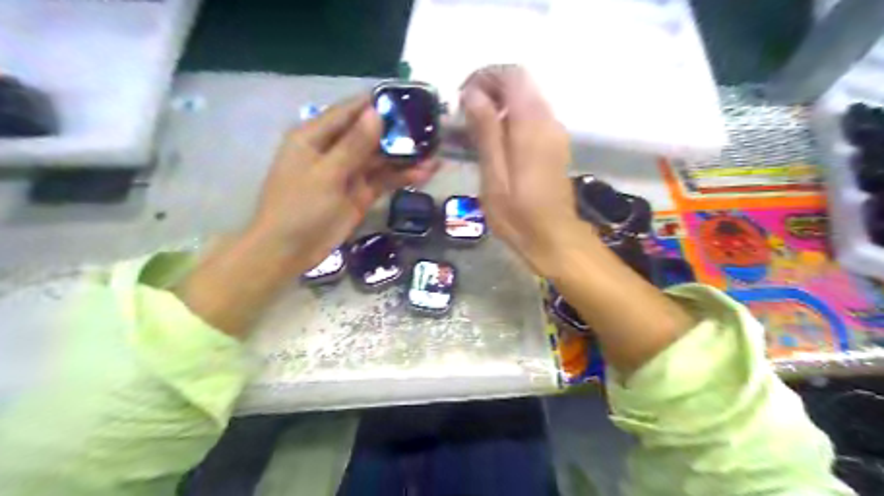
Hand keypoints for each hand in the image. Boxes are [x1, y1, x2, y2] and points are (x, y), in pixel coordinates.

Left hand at [176, 91, 439, 335]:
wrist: (289, 252)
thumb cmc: (299, 208)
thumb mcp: (326, 174)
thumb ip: (353, 145)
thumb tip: (376, 113)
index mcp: (315, 137)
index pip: (349, 112)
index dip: (376, 103)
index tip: (407, 97)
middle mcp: (334, 150)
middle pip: (370, 134)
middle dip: (398, 132)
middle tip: (431, 127)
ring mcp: (349, 173)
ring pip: (381, 159)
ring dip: (405, 156)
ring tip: (436, 151)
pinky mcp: (360, 194)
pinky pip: (384, 180)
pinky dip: (403, 177)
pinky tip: (426, 173)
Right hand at [459, 67, 585, 275]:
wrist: (555, 239)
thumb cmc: (519, 216)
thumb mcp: (494, 177)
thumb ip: (486, 132)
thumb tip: (472, 94)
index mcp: (531, 126)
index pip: (511, 75)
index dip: (483, 77)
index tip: (461, 99)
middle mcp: (548, 121)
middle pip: (519, 83)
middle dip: (487, 90)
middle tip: (463, 116)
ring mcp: (554, 132)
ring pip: (525, 99)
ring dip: (497, 105)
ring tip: (473, 131)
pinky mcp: (554, 145)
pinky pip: (531, 117)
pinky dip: (509, 119)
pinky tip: (493, 143)